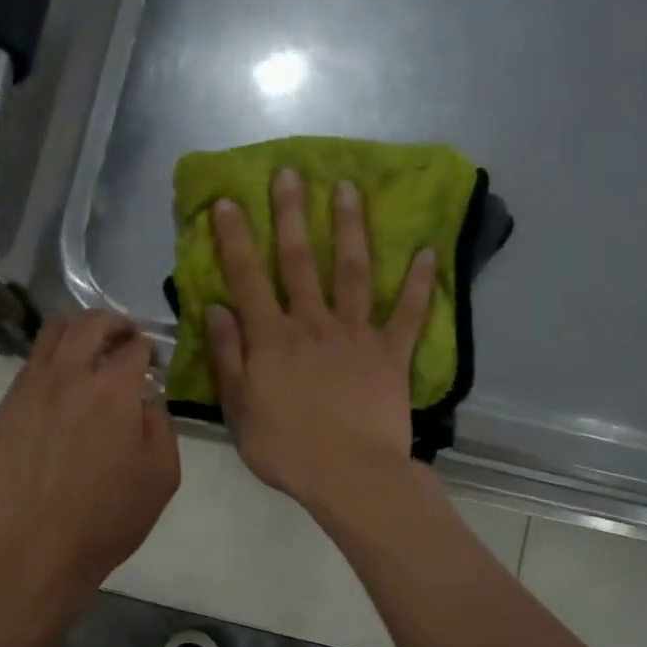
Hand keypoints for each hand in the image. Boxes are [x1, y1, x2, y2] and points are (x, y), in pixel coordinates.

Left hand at [0, 311, 180, 598]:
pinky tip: (59, 390)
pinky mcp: (4, 409)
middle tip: (125, 337)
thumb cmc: (107, 519)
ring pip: (51, 335)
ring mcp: (30, 390)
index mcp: (113, 390)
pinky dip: (51, 363)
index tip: (152, 363)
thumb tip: (147, 400)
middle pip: (89, 323)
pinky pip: (29, 367)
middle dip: (113, 322)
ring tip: (89, 351)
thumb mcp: (162, 476)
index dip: (148, 349)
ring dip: (78, 333)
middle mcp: (69, 376)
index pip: (134, 346)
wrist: (34, 550)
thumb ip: (161, 425)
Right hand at [207, 169, 434, 521]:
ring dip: (351, 229)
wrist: (349, 474)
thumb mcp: (239, 409)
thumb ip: (228, 356)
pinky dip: (420, 284)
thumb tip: (217, 308)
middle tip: (291, 172)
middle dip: (293, 215)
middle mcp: (313, 324)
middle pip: (301, 262)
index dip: (235, 238)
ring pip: (354, 273)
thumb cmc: (286, 448)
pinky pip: (409, 314)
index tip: (227, 201)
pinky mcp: (392, 354)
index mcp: (272, 339)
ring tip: (350, 189)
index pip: (248, 279)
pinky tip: (428, 252)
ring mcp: (356, 335)